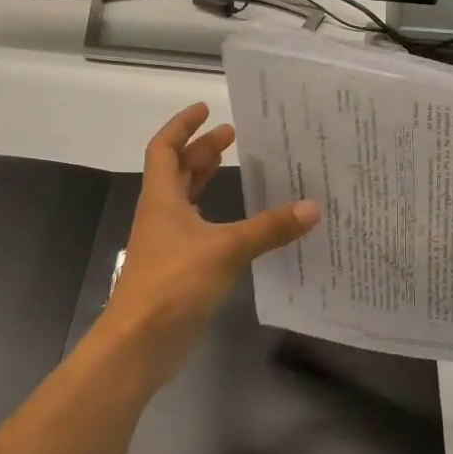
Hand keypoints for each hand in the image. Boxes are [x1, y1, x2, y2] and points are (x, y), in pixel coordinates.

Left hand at [93, 103, 319, 377]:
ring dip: (208, 181)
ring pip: (189, 201)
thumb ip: (269, 228)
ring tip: (239, 168)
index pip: (165, 149)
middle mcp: (163, 215)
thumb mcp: (226, 249)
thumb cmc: (173, 284)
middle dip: (202, 151)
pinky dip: (221, 218)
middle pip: (178, 172)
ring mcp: (169, 244)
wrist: (140, 344)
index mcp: (162, 199)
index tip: (206, 109)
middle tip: (234, 135)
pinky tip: (245, 224)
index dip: (183, 126)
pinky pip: (202, 231)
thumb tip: (313, 207)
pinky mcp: (181, 270)